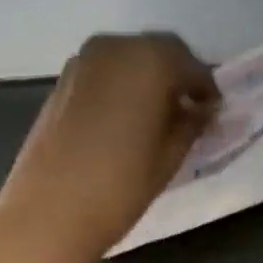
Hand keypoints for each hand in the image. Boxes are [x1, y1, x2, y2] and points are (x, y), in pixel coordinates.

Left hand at [0, 32, 218, 262]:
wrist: (47, 213)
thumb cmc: (119, 187)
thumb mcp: (169, 157)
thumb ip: (191, 124)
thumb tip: (202, 110)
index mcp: (150, 62)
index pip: (192, 66)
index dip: (207, 89)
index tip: (214, 111)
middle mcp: (116, 48)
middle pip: (159, 50)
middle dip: (178, 74)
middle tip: (191, 107)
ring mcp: (84, 61)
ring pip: (130, 56)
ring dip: (149, 76)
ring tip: (159, 113)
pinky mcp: (63, 80)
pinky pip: (106, 70)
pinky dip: (123, 83)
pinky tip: (128, 116)